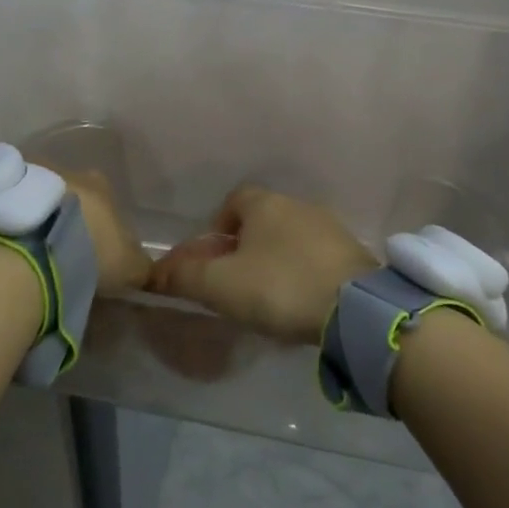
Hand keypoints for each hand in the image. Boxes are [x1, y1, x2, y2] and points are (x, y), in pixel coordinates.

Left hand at [0, 136, 151, 297]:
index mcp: (94, 186)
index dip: (93, 223)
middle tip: (41, 242)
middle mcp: (55, 165)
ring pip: (13, 172)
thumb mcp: (126, 269)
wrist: (23, 252)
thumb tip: (142, 268)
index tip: (85, 249)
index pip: (99, 197)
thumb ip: (137, 264)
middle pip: (55, 183)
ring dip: (10, 192)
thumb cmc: (82, 258)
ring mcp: (11, 163)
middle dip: (50, 205)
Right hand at [148, 184, 375, 346]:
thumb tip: (153, 274)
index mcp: (265, 204)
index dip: (218, 226)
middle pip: (263, 219)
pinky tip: (300, 300)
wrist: (355, 308)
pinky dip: (303, 271)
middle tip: (236, 281)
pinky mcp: (353, 253)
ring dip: (276, 259)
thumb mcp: (221, 286)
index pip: (234, 200)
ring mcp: (330, 228)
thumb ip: (184, 278)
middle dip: (246, 245)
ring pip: (291, 238)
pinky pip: (316, 256)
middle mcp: (299, 205)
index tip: (213, 258)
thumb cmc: (279, 286)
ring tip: (269, 295)